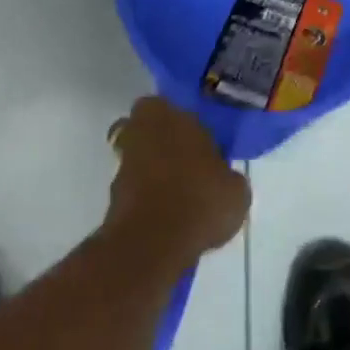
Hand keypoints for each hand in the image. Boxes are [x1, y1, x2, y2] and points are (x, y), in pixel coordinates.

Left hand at [103, 97, 249, 267]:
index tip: (198, 140)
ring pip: (136, 157)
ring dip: (152, 170)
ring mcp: (123, 165)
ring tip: (179, 196)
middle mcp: (142, 132)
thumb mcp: (235, 189)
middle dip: (159, 140)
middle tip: (185, 161)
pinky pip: (133, 188)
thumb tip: (223, 180)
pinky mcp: (113, 197)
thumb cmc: (200, 200)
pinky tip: (167, 216)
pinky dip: (145, 197)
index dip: (182, 122)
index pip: (168, 106)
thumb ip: (226, 175)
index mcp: (170, 116)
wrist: (153, 243)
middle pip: (144, 128)